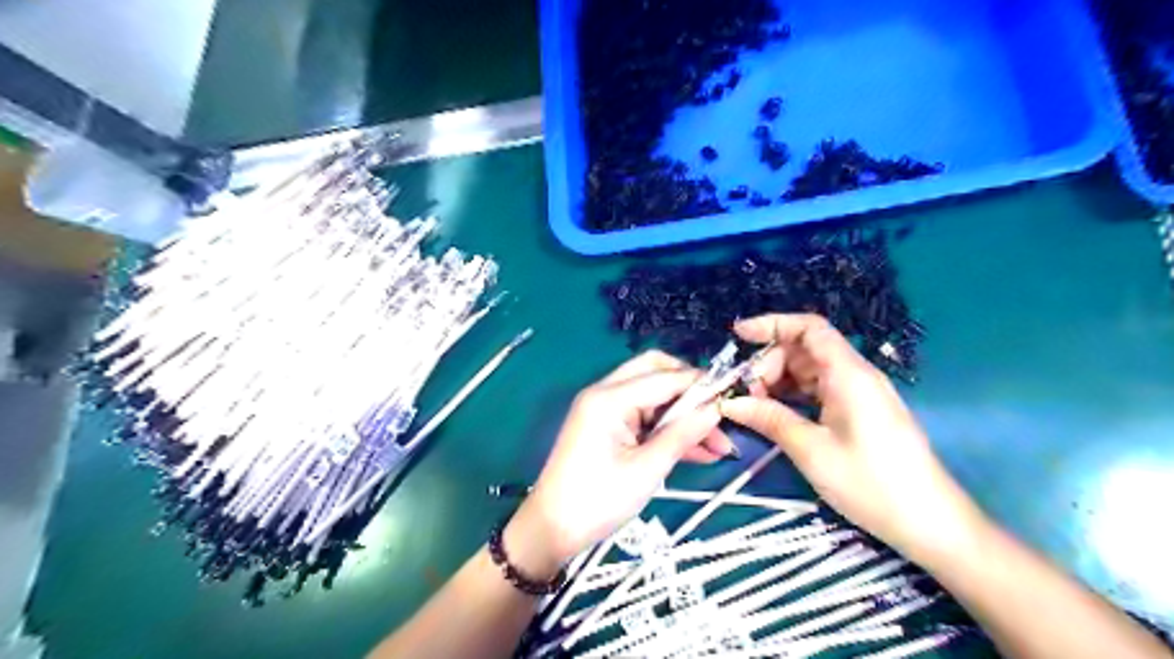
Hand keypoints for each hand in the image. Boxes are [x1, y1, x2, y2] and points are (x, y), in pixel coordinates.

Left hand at [505, 350, 725, 576]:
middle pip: (655, 373)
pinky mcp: (606, 426)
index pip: (664, 376)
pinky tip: (698, 451)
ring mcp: (604, 409)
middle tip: (718, 415)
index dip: (700, 383)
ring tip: (718, 445)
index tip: (733, 395)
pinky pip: (644, 417)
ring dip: (683, 415)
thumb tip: (717, 408)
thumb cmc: (598, 500)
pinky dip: (667, 429)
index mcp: (610, 398)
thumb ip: (683, 434)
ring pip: (653, 397)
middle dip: (690, 391)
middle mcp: (605, 393)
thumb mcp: (647, 469)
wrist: (551, 529)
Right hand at [726, 314, 983, 560]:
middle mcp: (855, 375)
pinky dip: (793, 396)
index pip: (809, 328)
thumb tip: (730, 403)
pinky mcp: (859, 412)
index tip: (739, 335)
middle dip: (769, 363)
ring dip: (778, 381)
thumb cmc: (871, 483)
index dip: (772, 324)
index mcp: (849, 374)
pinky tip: (774, 414)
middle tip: (745, 394)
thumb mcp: (811, 450)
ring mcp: (858, 394)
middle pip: (804, 349)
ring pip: (809, 371)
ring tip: (753, 406)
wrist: (930, 523)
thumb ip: (769, 419)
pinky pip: (818, 391)